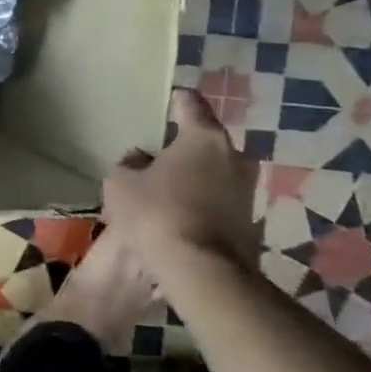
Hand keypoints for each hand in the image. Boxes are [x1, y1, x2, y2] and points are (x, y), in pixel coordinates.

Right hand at [103, 90, 260, 275]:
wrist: (201, 271)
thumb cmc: (156, 213)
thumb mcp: (120, 183)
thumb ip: (129, 165)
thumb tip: (141, 161)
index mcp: (203, 138)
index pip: (190, 105)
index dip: (177, 101)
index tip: (169, 99)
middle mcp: (234, 157)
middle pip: (205, 141)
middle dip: (184, 146)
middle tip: (158, 155)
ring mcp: (247, 191)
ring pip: (214, 172)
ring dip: (194, 176)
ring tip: (165, 188)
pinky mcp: (250, 221)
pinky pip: (219, 200)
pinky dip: (201, 201)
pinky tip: (178, 214)